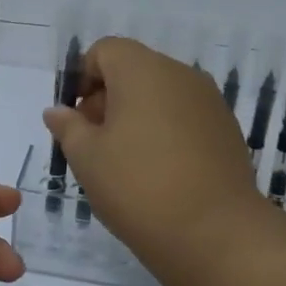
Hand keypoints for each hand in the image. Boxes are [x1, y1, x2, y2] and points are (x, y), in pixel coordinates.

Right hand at [42, 37, 268, 285]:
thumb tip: (58, 110)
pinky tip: (159, 172)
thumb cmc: (138, 187)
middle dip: (108, 98)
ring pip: (161, 94)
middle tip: (94, 144)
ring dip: (137, 116)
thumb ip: (69, 127)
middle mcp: (180, 74)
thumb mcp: (87, 158)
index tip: (76, 119)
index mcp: (142, 70)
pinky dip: (166, 132)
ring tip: (125, 162)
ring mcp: (209, 101)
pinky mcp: (227, 129)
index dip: (82, 78)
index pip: (105, 51)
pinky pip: (185, 116)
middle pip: (134, 70)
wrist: (216, 234)